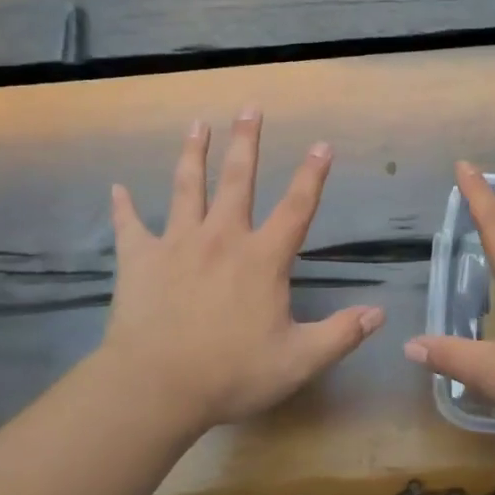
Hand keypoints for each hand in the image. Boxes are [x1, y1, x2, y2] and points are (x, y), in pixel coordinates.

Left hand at [99, 109, 384, 430]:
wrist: (155, 387)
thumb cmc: (230, 374)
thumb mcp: (297, 361)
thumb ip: (340, 335)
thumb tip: (378, 314)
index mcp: (261, 258)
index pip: (296, 208)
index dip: (312, 175)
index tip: (322, 144)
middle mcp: (222, 238)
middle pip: (238, 180)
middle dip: (246, 142)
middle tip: (250, 108)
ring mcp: (177, 244)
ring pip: (186, 187)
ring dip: (193, 153)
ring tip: (197, 124)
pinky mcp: (140, 259)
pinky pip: (130, 226)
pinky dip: (123, 207)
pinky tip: (116, 188)